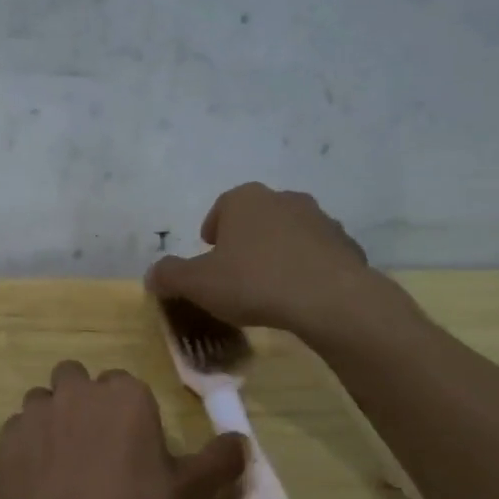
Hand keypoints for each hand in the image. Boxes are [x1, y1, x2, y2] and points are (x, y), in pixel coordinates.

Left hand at [0, 360, 244, 498]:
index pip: (126, 385)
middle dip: (85, 403)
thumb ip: (219, 462)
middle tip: (95, 449)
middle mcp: (77, 390)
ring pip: (44, 401)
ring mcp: (36, 410)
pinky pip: (18, 430)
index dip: (128, 414)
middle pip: (79, 381)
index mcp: (125, 394)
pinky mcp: (5, 436)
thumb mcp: (189, 495)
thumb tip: (242, 442)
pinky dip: (26, 446)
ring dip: (52, 420)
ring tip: (61, 464)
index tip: (132, 447)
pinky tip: (36, 481)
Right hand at [146, 181, 414, 347]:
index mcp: (244, 200)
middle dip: (245, 241)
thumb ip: (170, 276)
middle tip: (236, 273)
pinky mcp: (346, 245)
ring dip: (277, 252)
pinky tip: (299, 296)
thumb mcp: (197, 284)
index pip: (221, 209)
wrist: (329, 299)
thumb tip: (152, 275)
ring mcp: (320, 219)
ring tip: (269, 287)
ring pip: (288, 234)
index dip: (212, 233)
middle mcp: (283, 199)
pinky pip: (317, 255)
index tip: (210, 256)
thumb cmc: (253, 282)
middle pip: (256, 218)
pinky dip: (306, 269)